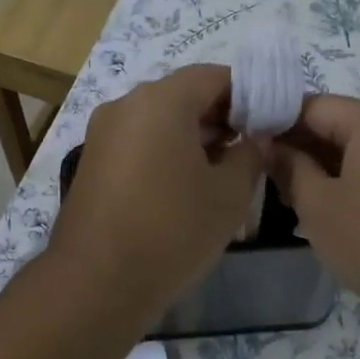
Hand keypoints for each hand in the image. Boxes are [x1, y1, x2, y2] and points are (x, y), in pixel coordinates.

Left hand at [47, 65, 264, 319]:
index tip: (268, 124)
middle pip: (182, 95)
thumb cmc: (172, 230)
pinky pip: (137, 142)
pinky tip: (182, 187)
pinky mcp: (91, 161)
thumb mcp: (229, 194)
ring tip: (219, 172)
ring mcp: (102, 133)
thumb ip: (250, 154)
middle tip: (248, 150)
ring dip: (191, 136)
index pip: (214, 76)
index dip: (248, 95)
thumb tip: (254, 138)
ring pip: (158, 120)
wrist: (97, 281)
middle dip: (219, 117)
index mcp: (161, 100)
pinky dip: (163, 151)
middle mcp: (125, 104)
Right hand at [270, 95, 359, 321]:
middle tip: (265, 175)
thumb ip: (289, 167)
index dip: (276, 121)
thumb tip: (269, 144)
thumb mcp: (317, 204)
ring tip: (290, 197)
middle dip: (301, 147)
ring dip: (324, 168)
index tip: (248, 144)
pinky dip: (352, 182)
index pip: (314, 105)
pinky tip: (330, 211)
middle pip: (340, 125)